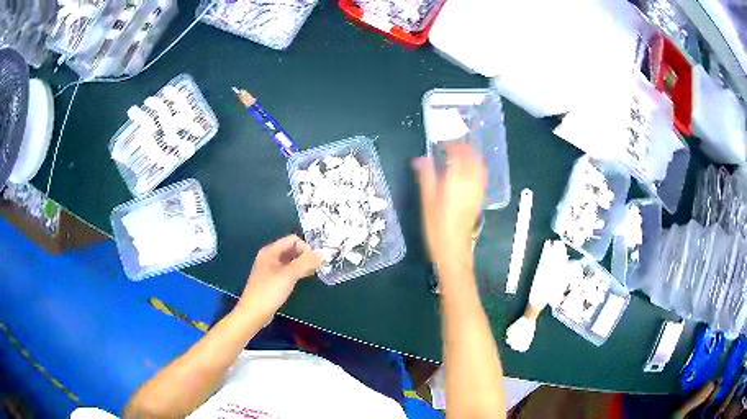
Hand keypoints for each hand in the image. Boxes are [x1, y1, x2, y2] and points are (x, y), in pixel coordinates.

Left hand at [237, 235, 322, 322]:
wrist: (254, 312)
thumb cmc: (269, 291)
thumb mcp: (289, 275)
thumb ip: (306, 262)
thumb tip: (323, 253)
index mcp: (270, 251)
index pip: (293, 239)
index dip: (305, 247)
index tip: (314, 261)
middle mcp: (269, 256)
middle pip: (291, 249)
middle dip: (305, 255)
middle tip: (317, 267)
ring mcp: (270, 268)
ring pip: (290, 261)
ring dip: (302, 264)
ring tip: (313, 272)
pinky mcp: (272, 280)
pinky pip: (287, 270)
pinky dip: (297, 272)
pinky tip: (303, 279)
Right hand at [413, 143, 486, 269]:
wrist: (454, 249)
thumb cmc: (437, 227)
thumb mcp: (427, 201)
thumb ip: (426, 176)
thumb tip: (420, 158)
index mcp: (456, 180)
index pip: (457, 153)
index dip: (451, 144)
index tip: (442, 141)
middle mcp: (471, 182)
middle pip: (471, 157)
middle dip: (463, 147)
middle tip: (450, 144)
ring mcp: (478, 190)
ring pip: (479, 165)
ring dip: (471, 155)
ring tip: (460, 153)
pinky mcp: (480, 198)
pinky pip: (481, 176)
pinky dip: (476, 167)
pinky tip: (469, 169)